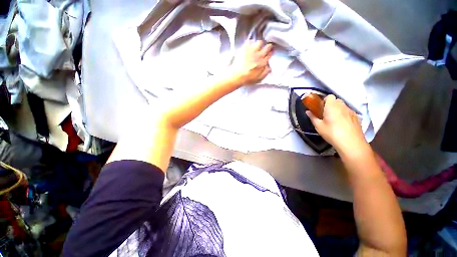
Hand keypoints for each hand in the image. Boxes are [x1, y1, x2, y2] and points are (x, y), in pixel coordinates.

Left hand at [229, 40, 272, 84]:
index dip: (270, 53)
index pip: (270, 55)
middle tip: (266, 48)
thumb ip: (265, 72)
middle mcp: (259, 55)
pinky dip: (250, 43)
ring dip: (259, 44)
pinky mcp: (245, 48)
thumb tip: (269, 67)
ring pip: (259, 42)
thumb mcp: (259, 79)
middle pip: (267, 47)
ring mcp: (252, 51)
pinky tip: (248, 47)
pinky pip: (249, 41)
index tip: (269, 53)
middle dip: (268, 47)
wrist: (237, 76)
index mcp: (263, 63)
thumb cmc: (247, 79)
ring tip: (256, 47)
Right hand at [306, 95, 368, 155]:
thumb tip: (307, 112)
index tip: (320, 108)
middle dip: (330, 105)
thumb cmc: (332, 133)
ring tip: (334, 120)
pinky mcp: (357, 117)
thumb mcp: (319, 126)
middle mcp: (342, 106)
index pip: (329, 96)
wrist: (351, 143)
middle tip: (325, 114)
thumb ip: (313, 117)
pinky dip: (344, 115)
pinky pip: (348, 112)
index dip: (324, 100)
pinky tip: (342, 124)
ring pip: (343, 106)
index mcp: (332, 106)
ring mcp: (351, 111)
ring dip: (337, 110)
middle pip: (336, 101)